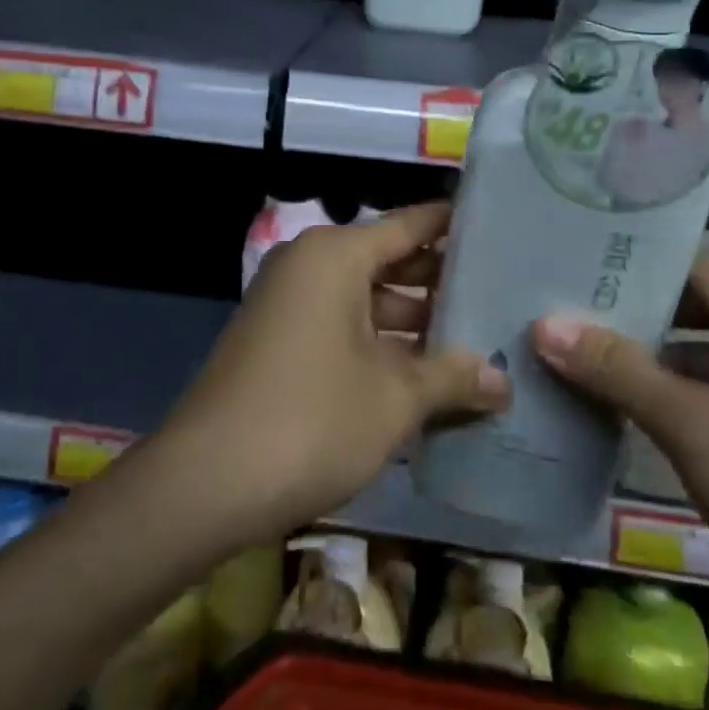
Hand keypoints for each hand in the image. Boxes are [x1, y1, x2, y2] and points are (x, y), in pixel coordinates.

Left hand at [161, 202, 509, 546]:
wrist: (204, 484)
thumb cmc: (311, 421)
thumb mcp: (394, 398)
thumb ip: (452, 378)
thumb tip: (504, 382)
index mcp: (336, 255)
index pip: (411, 225)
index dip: (455, 227)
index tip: (500, 230)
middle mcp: (309, 264)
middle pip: (389, 261)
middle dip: (441, 284)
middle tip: (499, 297)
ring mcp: (288, 302)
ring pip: (366, 298)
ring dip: (412, 322)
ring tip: (472, 342)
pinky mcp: (277, 339)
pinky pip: (341, 325)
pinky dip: (379, 343)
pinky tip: (421, 374)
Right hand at [531, 260, 708, 661]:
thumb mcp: (694, 424)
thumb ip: (618, 371)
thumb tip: (544, 324)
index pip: (694, 273)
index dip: (636, 270)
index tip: (574, 269)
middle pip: (693, 319)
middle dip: (630, 323)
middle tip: (559, 316)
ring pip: (698, 371)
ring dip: (643, 371)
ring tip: (570, 362)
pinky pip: (708, 415)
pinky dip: (665, 413)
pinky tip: (612, 419)